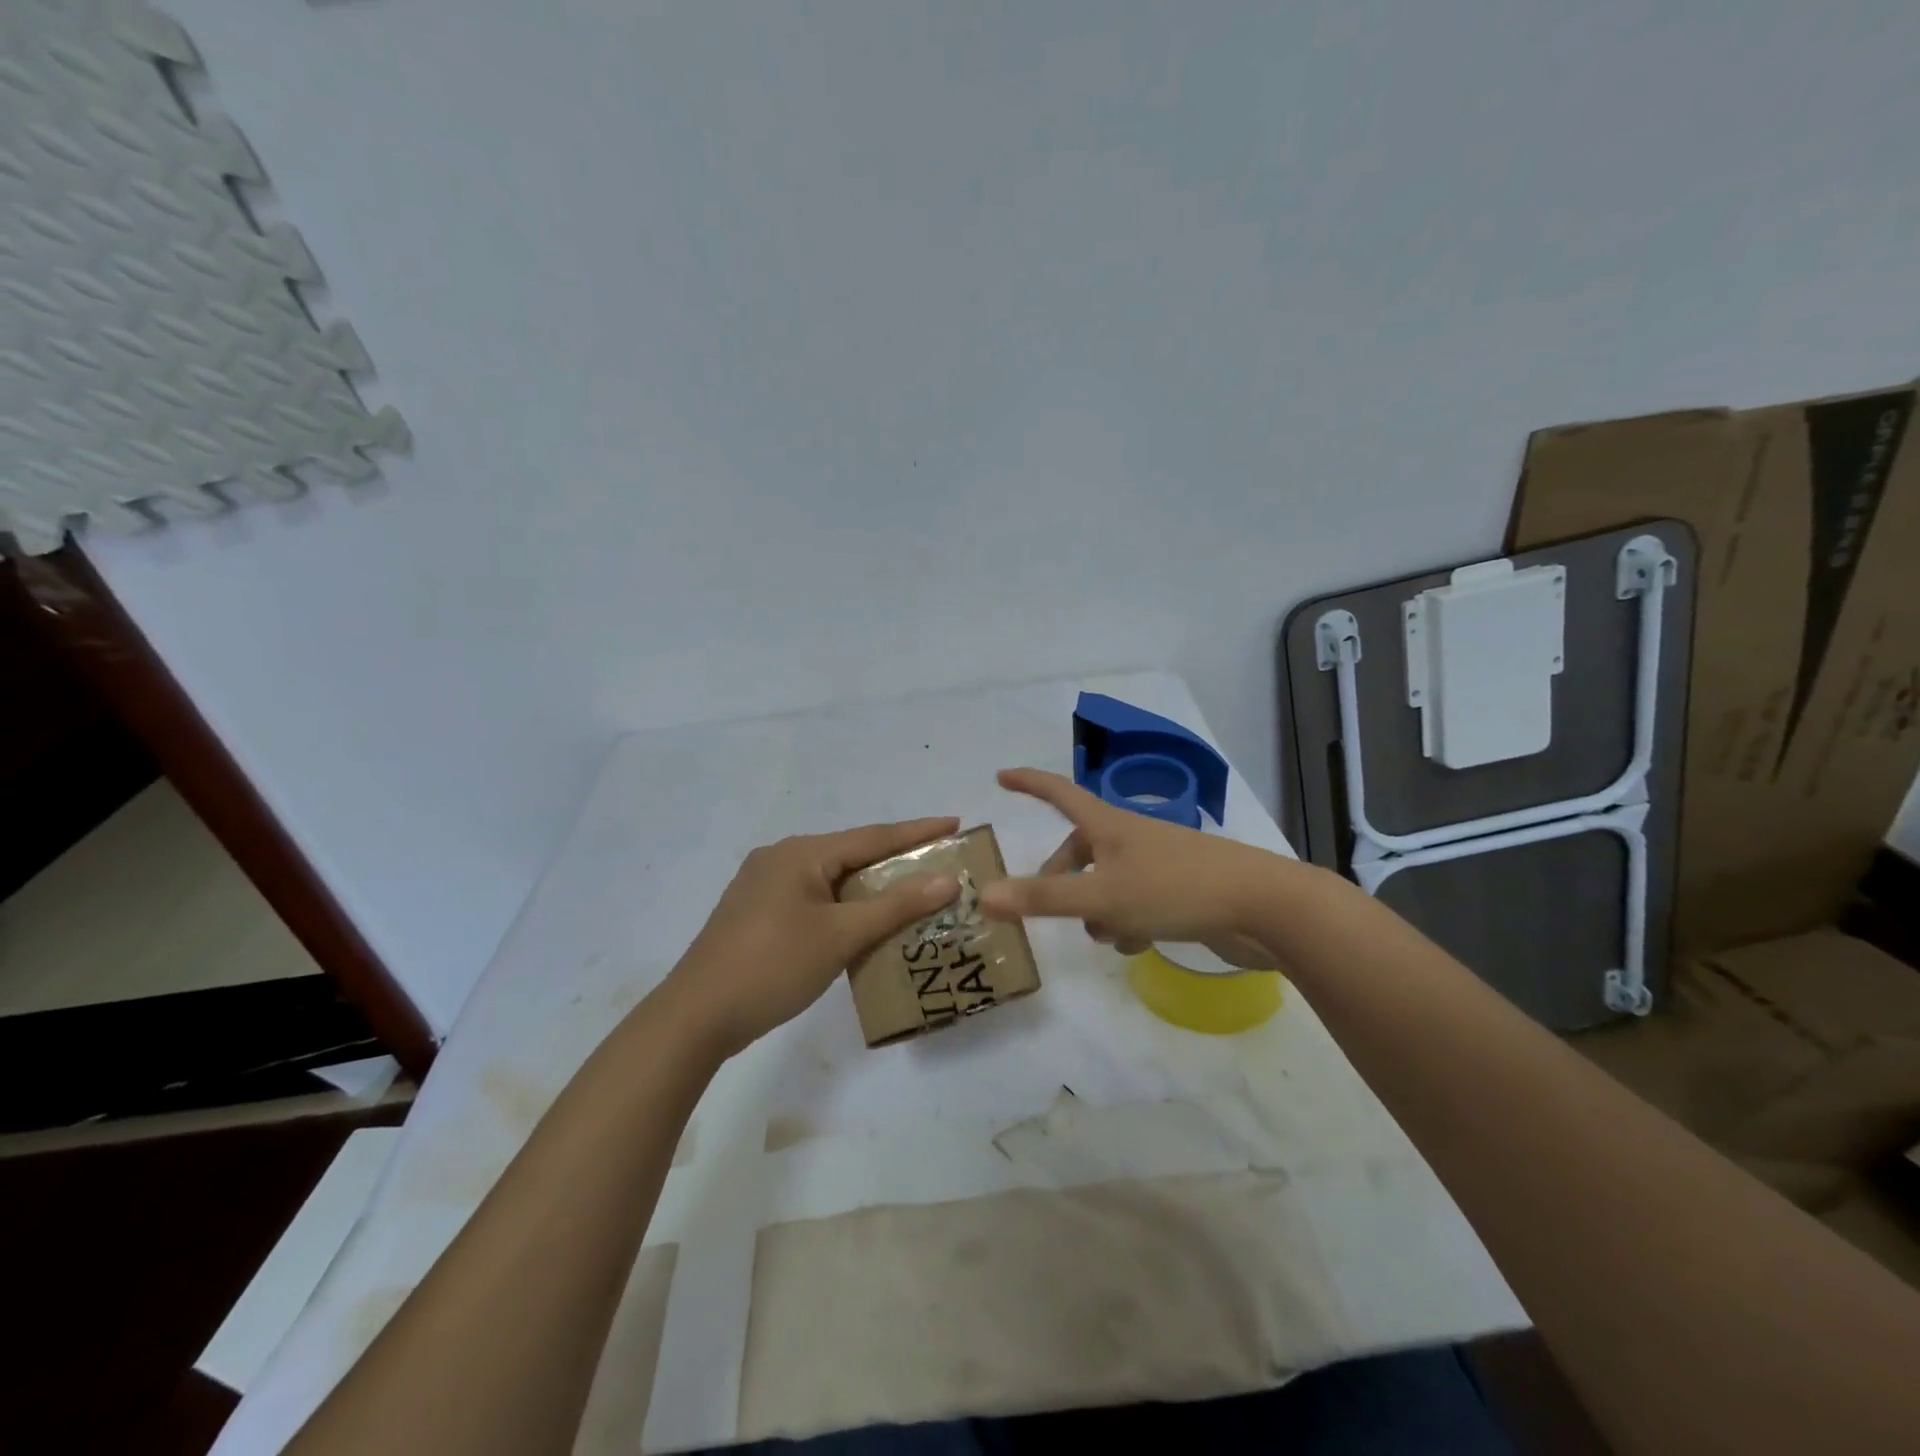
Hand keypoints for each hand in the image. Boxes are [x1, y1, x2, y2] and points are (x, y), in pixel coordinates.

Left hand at [662, 817, 961, 1056]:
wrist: (696, 1017)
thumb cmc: (772, 966)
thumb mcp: (840, 935)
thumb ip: (895, 905)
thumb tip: (947, 880)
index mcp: (801, 852)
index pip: (873, 836)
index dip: (918, 831)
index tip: (956, 823)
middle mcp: (782, 858)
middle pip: (852, 855)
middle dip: (897, 861)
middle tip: (941, 865)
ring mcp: (765, 886)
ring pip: (833, 879)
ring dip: (871, 888)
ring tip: (913, 894)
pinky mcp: (758, 913)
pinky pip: (815, 899)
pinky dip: (845, 906)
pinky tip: (865, 923)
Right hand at [979, 768, 1291, 966]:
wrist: (1262, 906)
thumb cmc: (1175, 890)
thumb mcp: (1102, 897)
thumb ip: (1043, 899)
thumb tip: (984, 895)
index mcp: (1108, 825)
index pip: (1058, 793)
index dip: (1029, 783)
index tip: (1001, 776)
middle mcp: (1130, 837)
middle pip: (1079, 849)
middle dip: (1060, 877)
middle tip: (1043, 903)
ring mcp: (1157, 863)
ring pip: (1106, 881)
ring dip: (1097, 909)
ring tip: (1107, 935)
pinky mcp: (1178, 890)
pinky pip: (1135, 902)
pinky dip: (1127, 922)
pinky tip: (1139, 945)